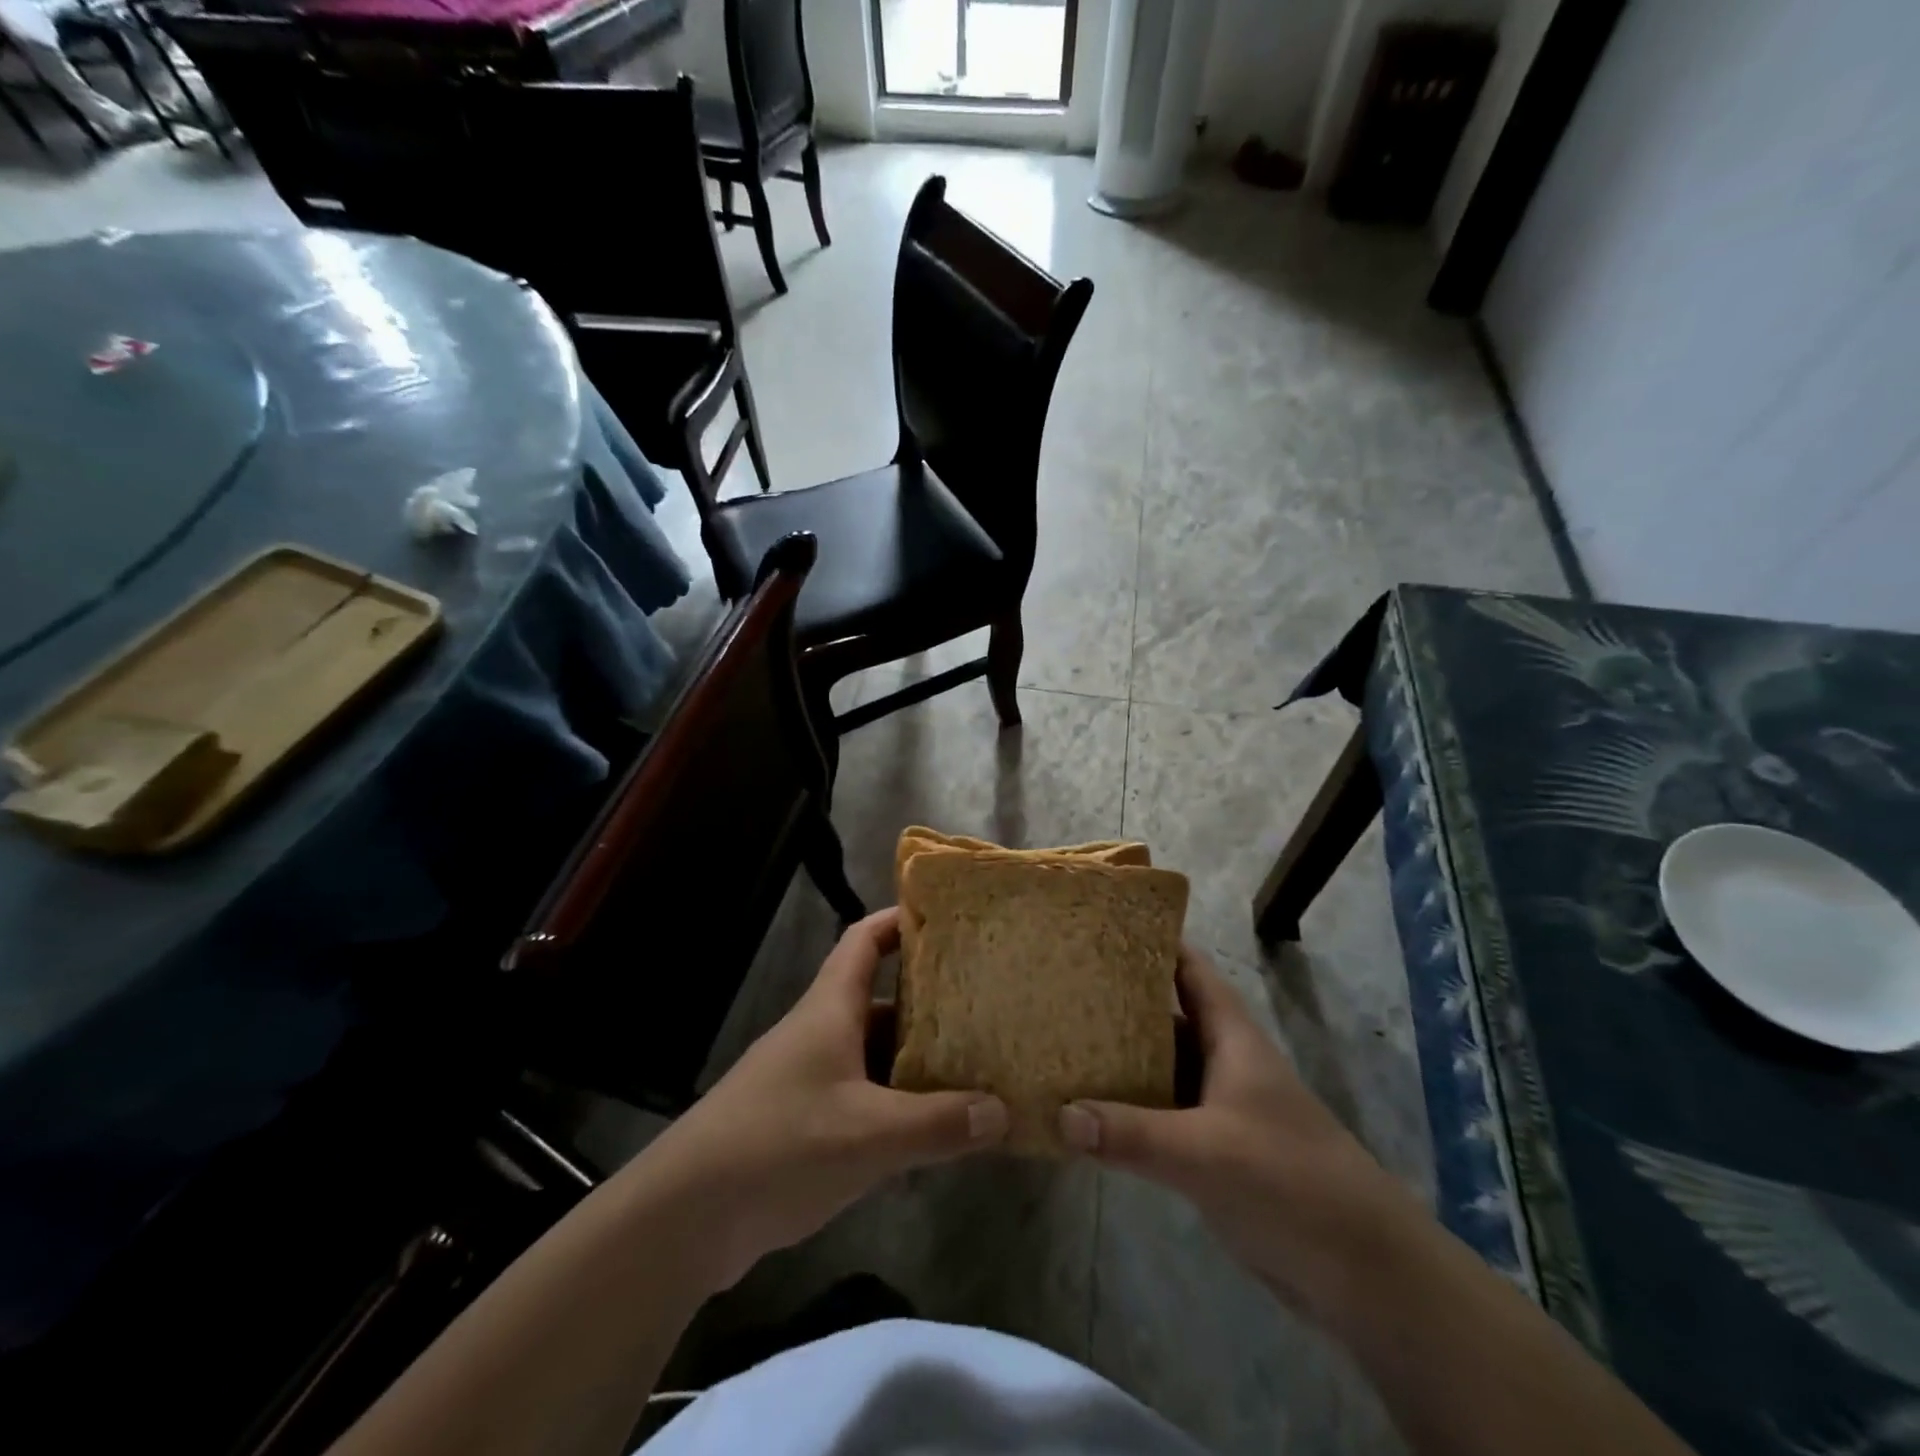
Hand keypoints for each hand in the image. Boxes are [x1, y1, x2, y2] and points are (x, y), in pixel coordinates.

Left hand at [641, 908, 1008, 1290]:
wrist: (685, 1215)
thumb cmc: (779, 1145)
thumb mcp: (869, 1135)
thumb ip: (938, 1123)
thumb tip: (1003, 1110)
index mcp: (830, 1009)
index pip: (864, 940)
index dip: (900, 919)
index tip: (946, 917)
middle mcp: (820, 1033)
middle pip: (879, 999)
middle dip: (927, 998)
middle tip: (983, 1002)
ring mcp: (810, 1079)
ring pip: (874, 1053)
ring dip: (915, 1057)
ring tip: (973, 1063)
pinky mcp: (804, 1122)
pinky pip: (863, 1097)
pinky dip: (898, 1103)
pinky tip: (932, 1126)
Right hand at [1058, 946, 1425, 1322]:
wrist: (1364, 1272)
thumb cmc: (1291, 1181)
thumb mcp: (1207, 1152)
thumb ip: (1132, 1134)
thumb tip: (1059, 1114)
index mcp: (1230, 1036)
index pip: (1187, 968)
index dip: (1149, 942)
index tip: (1097, 926)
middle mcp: (1221, 1061)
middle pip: (1163, 1015)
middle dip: (1117, 1000)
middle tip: (1058, 985)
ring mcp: (1217, 1107)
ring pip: (1159, 1067)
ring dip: (1118, 1057)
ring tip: (1059, 1041)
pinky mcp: (1212, 1150)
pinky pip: (1160, 1114)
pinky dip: (1127, 1109)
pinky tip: (1087, 1113)